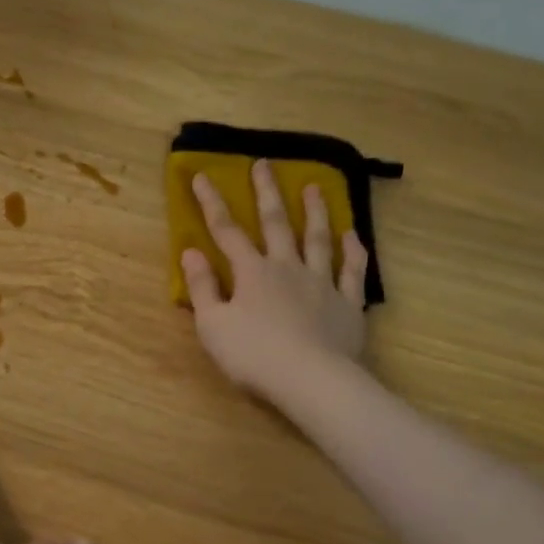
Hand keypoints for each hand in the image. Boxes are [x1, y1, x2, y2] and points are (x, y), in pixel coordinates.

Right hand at [182, 160, 371, 401]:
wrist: (310, 379)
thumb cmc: (253, 355)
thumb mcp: (212, 325)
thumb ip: (202, 287)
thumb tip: (191, 252)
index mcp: (252, 273)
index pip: (226, 231)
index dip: (212, 203)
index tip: (202, 176)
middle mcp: (287, 268)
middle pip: (277, 223)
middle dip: (267, 193)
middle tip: (265, 164)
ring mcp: (322, 283)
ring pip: (319, 239)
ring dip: (316, 211)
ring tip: (315, 187)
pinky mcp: (347, 304)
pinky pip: (352, 271)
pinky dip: (353, 251)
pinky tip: (353, 235)